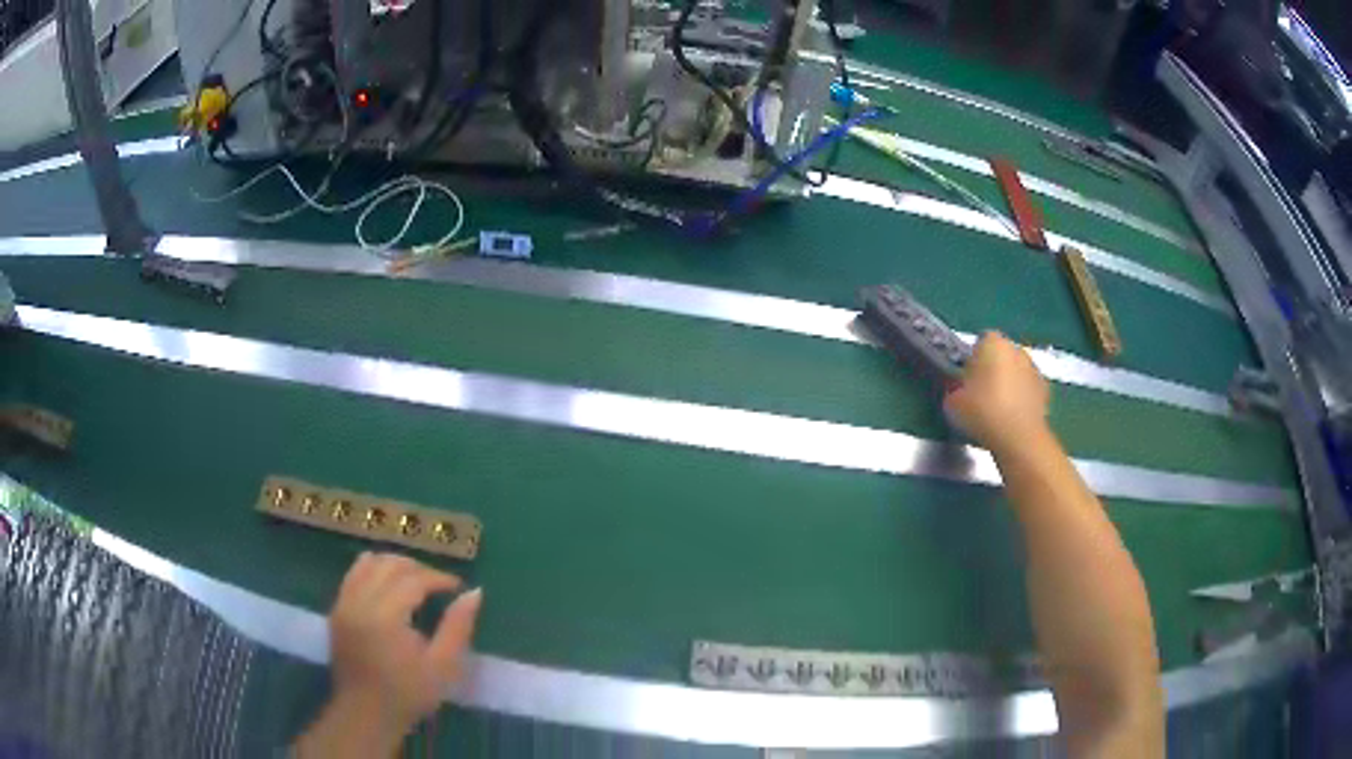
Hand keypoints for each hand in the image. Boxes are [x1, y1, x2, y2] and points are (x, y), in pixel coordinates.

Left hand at [323, 552, 481, 748]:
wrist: (366, 713)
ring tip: (414, 581)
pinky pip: (353, 575)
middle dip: (417, 568)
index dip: (438, 578)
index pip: (413, 579)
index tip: (457, 587)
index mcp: (385, 616)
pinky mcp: (337, 609)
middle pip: (389, 564)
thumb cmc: (409, 694)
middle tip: (439, 584)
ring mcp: (344, 603)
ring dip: (394, 565)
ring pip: (368, 563)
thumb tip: (474, 593)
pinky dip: (373, 571)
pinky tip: (388, 587)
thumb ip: (458, 627)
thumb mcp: (443, 667)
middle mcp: (359, 601)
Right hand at [944, 332, 1049, 453]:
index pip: (980, 341)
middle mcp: (1016, 348)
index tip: (967, 378)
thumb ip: (953, 389)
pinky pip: (1028, 388)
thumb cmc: (983, 411)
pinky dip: (1022, 397)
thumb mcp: (952, 402)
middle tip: (981, 393)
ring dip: (1009, 382)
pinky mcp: (1045, 389)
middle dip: (993, 368)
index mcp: (993, 343)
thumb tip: (957, 390)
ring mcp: (1034, 368)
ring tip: (998, 407)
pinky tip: (1013, 416)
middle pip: (1001, 354)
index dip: (973, 358)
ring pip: (1017, 370)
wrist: (1019, 437)